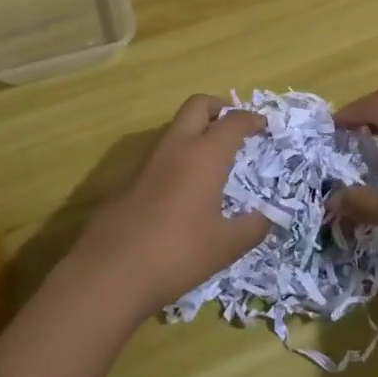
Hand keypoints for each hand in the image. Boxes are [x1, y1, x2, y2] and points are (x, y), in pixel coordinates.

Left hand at [74, 95, 269, 318]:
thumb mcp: (225, 246)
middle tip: (235, 128)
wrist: (111, 271)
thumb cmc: (177, 253)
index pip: (233, 122)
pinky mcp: (129, 178)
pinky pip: (161, 152)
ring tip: (213, 158)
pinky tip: (185, 186)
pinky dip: (179, 155)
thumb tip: (266, 217)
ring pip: (176, 127)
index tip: (264, 126)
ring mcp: (148, 160)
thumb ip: (252, 227)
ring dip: (196, 131)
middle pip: (198, 105)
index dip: (252, 120)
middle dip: (220, 108)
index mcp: (205, 155)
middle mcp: (176, 147)